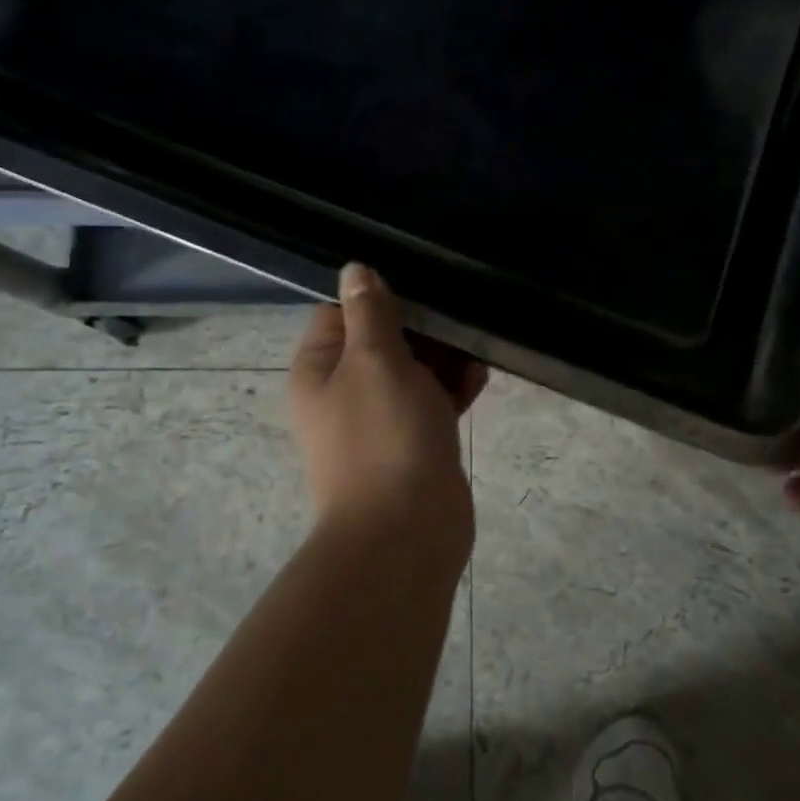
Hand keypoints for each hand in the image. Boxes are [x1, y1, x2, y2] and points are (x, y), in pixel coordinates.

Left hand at [288, 264, 488, 554]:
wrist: (406, 532)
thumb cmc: (384, 435)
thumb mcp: (375, 359)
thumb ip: (370, 312)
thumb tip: (355, 269)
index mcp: (319, 371)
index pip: (338, 315)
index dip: (376, 298)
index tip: (418, 289)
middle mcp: (343, 394)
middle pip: (379, 342)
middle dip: (419, 327)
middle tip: (457, 313)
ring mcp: (379, 423)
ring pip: (410, 374)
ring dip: (441, 358)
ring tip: (476, 342)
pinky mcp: (413, 446)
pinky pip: (432, 404)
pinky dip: (452, 388)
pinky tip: (480, 374)